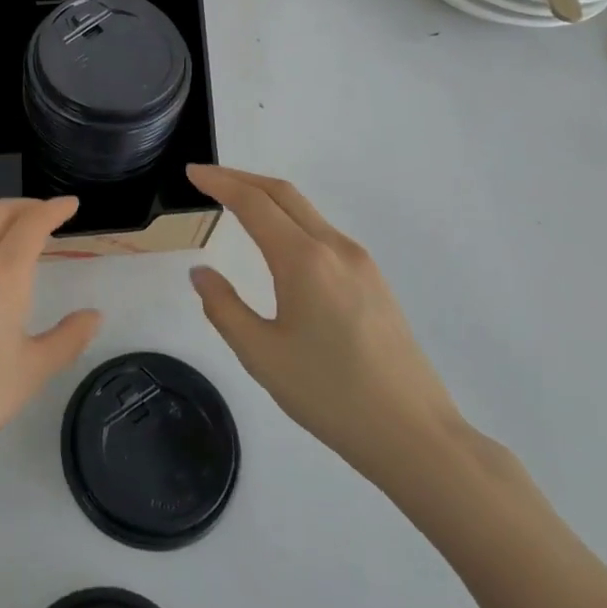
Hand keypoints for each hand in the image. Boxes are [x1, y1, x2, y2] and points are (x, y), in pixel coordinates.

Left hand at [0, 197, 101, 489]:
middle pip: (0, 212)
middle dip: (28, 206)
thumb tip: (94, 315)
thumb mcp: (33, 371)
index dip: (55, 209)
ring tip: (10, 231)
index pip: (34, 222)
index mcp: (5, 272)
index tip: (71, 205)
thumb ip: (68, 338)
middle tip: (47, 215)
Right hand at [186, 165, 465, 490]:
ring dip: (267, 198)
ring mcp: (361, 263)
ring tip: (235, 203)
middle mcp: (335, 248)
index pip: (253, 203)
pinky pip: (323, 233)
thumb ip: (224, 308)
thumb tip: (201, 273)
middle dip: (241, 178)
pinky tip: (278, 242)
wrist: (415, 435)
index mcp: (304, 260)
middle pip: (283, 194)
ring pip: (306, 211)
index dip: (219, 182)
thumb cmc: (330, 395)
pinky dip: (290, 220)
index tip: (191, 172)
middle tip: (207, 178)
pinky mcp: (374, 281)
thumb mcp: (261, 355)